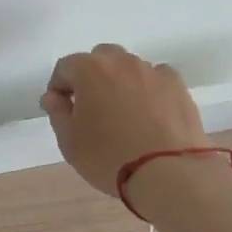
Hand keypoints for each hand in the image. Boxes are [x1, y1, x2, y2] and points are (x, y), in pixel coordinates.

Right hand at [40, 44, 208, 197]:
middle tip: (91, 106)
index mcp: (89, 70)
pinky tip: (150, 112)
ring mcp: (153, 72)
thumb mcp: (69, 141)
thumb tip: (53, 97)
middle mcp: (121, 62)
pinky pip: (157, 78)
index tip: (61, 108)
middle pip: (100, 58)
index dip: (59, 86)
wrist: (168, 173)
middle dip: (91, 76)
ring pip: (129, 67)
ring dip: (120, 81)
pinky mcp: (178, 86)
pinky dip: (149, 88)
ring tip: (123, 112)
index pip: (65, 67)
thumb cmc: (108, 157)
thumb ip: (57, 112)